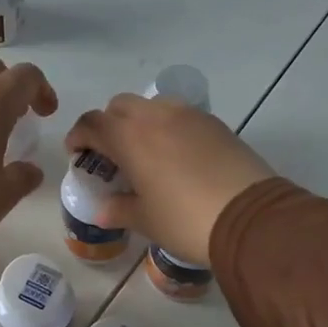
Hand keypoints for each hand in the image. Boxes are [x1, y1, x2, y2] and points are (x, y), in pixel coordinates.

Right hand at [65, 94, 272, 264]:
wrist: (250, 217)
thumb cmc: (185, 220)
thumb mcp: (145, 220)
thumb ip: (118, 209)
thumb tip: (103, 210)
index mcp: (129, 137)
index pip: (92, 123)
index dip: (79, 136)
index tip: (77, 154)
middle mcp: (155, 116)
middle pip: (119, 106)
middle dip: (108, 125)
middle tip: (110, 154)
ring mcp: (189, 116)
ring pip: (152, 106)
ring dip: (139, 122)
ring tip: (145, 153)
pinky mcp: (215, 123)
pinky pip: (180, 116)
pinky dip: (168, 128)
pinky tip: (176, 156)